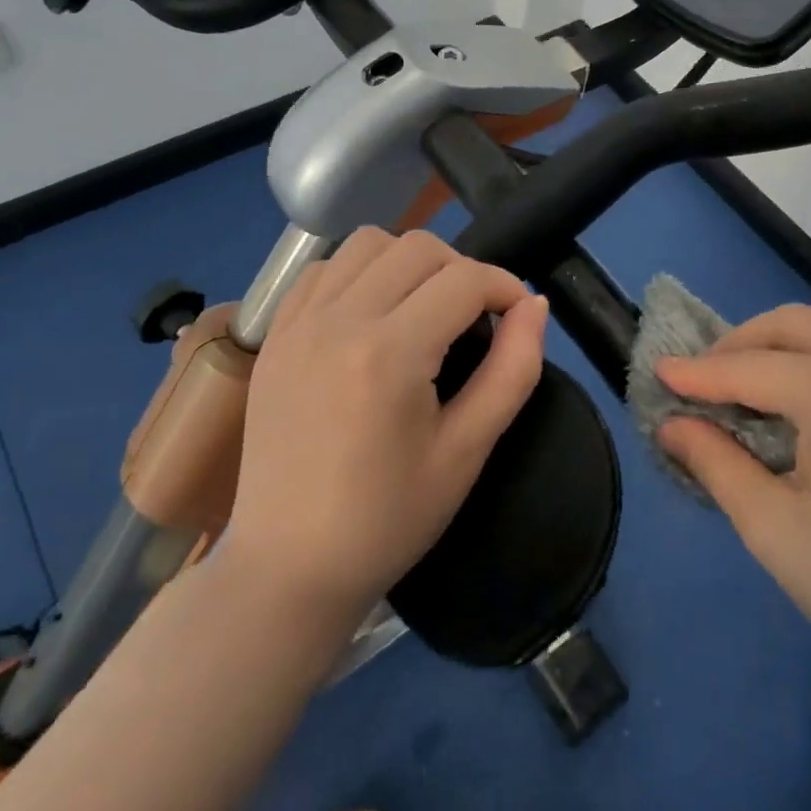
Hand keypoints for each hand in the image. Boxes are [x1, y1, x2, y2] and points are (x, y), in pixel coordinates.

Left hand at [224, 228, 548, 629]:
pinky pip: (324, 269)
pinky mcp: (275, 334)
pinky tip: (372, 314)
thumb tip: (535, 305)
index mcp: (389, 354)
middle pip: (419, 247)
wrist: (288, 567)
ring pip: (368, 242)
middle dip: (464, 270)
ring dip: (410, 261)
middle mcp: (339, 320)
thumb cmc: (388, 520)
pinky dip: (359, 272)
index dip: (506, 287)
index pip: (466, 280)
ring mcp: (298, 323)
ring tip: (424, 307)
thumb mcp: (468, 451)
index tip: (519, 317)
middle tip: (476, 318)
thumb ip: (513, 370)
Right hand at [656, 305, 810, 705]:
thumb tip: (671, 423)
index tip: (663, 371)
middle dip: (747, 344)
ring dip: (802, 361)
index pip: (752, 368)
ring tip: (776, 403)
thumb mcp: (774, 532)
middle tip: (714, 378)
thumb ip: (715, 462)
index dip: (700, 372)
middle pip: (801, 326)